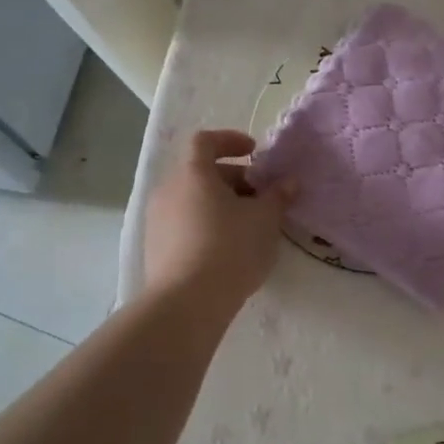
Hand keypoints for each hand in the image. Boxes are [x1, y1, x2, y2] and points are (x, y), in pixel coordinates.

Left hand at [144, 130, 295, 307]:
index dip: (230, 140)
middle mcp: (168, 190)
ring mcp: (157, 220)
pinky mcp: (155, 248)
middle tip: (260, 196)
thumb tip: (288, 182)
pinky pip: (184, 223)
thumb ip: (277, 196)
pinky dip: (206, 224)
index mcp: (193, 173)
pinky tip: (227, 248)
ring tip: (248, 225)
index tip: (254, 152)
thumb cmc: (230, 248)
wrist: (187, 303)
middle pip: (200, 172)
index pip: (205, 141)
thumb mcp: (265, 219)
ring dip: (220, 203)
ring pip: (192, 199)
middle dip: (233, 179)